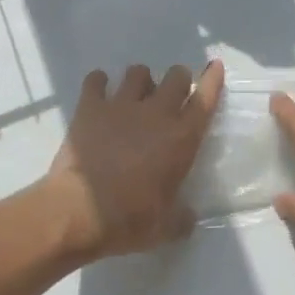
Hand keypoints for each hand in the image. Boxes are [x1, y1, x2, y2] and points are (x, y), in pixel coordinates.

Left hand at [39, 61, 224, 262]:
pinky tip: (99, 91)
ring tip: (135, 94)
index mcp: (181, 139)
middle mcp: (156, 113)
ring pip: (138, 72)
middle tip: (172, 93)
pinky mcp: (90, 107)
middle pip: (175, 77)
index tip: (214, 66)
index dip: (212, 80)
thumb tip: (187, 216)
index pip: (205, 99)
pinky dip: (99, 83)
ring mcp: (121, 105)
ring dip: (141, 80)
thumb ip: (182, 217)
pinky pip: (96, 80)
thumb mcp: (166, 228)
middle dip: (178, 79)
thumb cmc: (129, 220)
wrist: (79, 211)